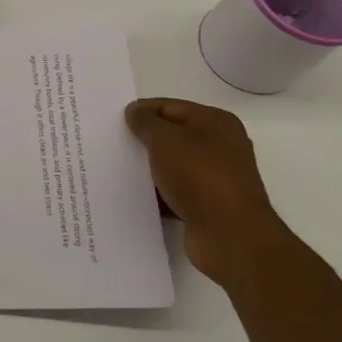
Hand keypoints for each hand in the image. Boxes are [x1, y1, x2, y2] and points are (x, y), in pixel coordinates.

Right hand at [125, 98, 282, 283]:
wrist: (229, 234)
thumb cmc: (199, 176)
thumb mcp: (165, 139)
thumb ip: (146, 122)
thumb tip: (135, 111)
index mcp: (216, 122)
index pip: (170, 107)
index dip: (142, 111)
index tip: (113, 122)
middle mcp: (220, 147)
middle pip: (172, 136)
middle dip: (143, 140)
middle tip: (111, 145)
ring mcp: (215, 178)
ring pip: (172, 166)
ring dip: (149, 169)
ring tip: (116, 171)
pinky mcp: (207, 206)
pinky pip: (174, 193)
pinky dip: (157, 194)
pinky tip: (133, 197)